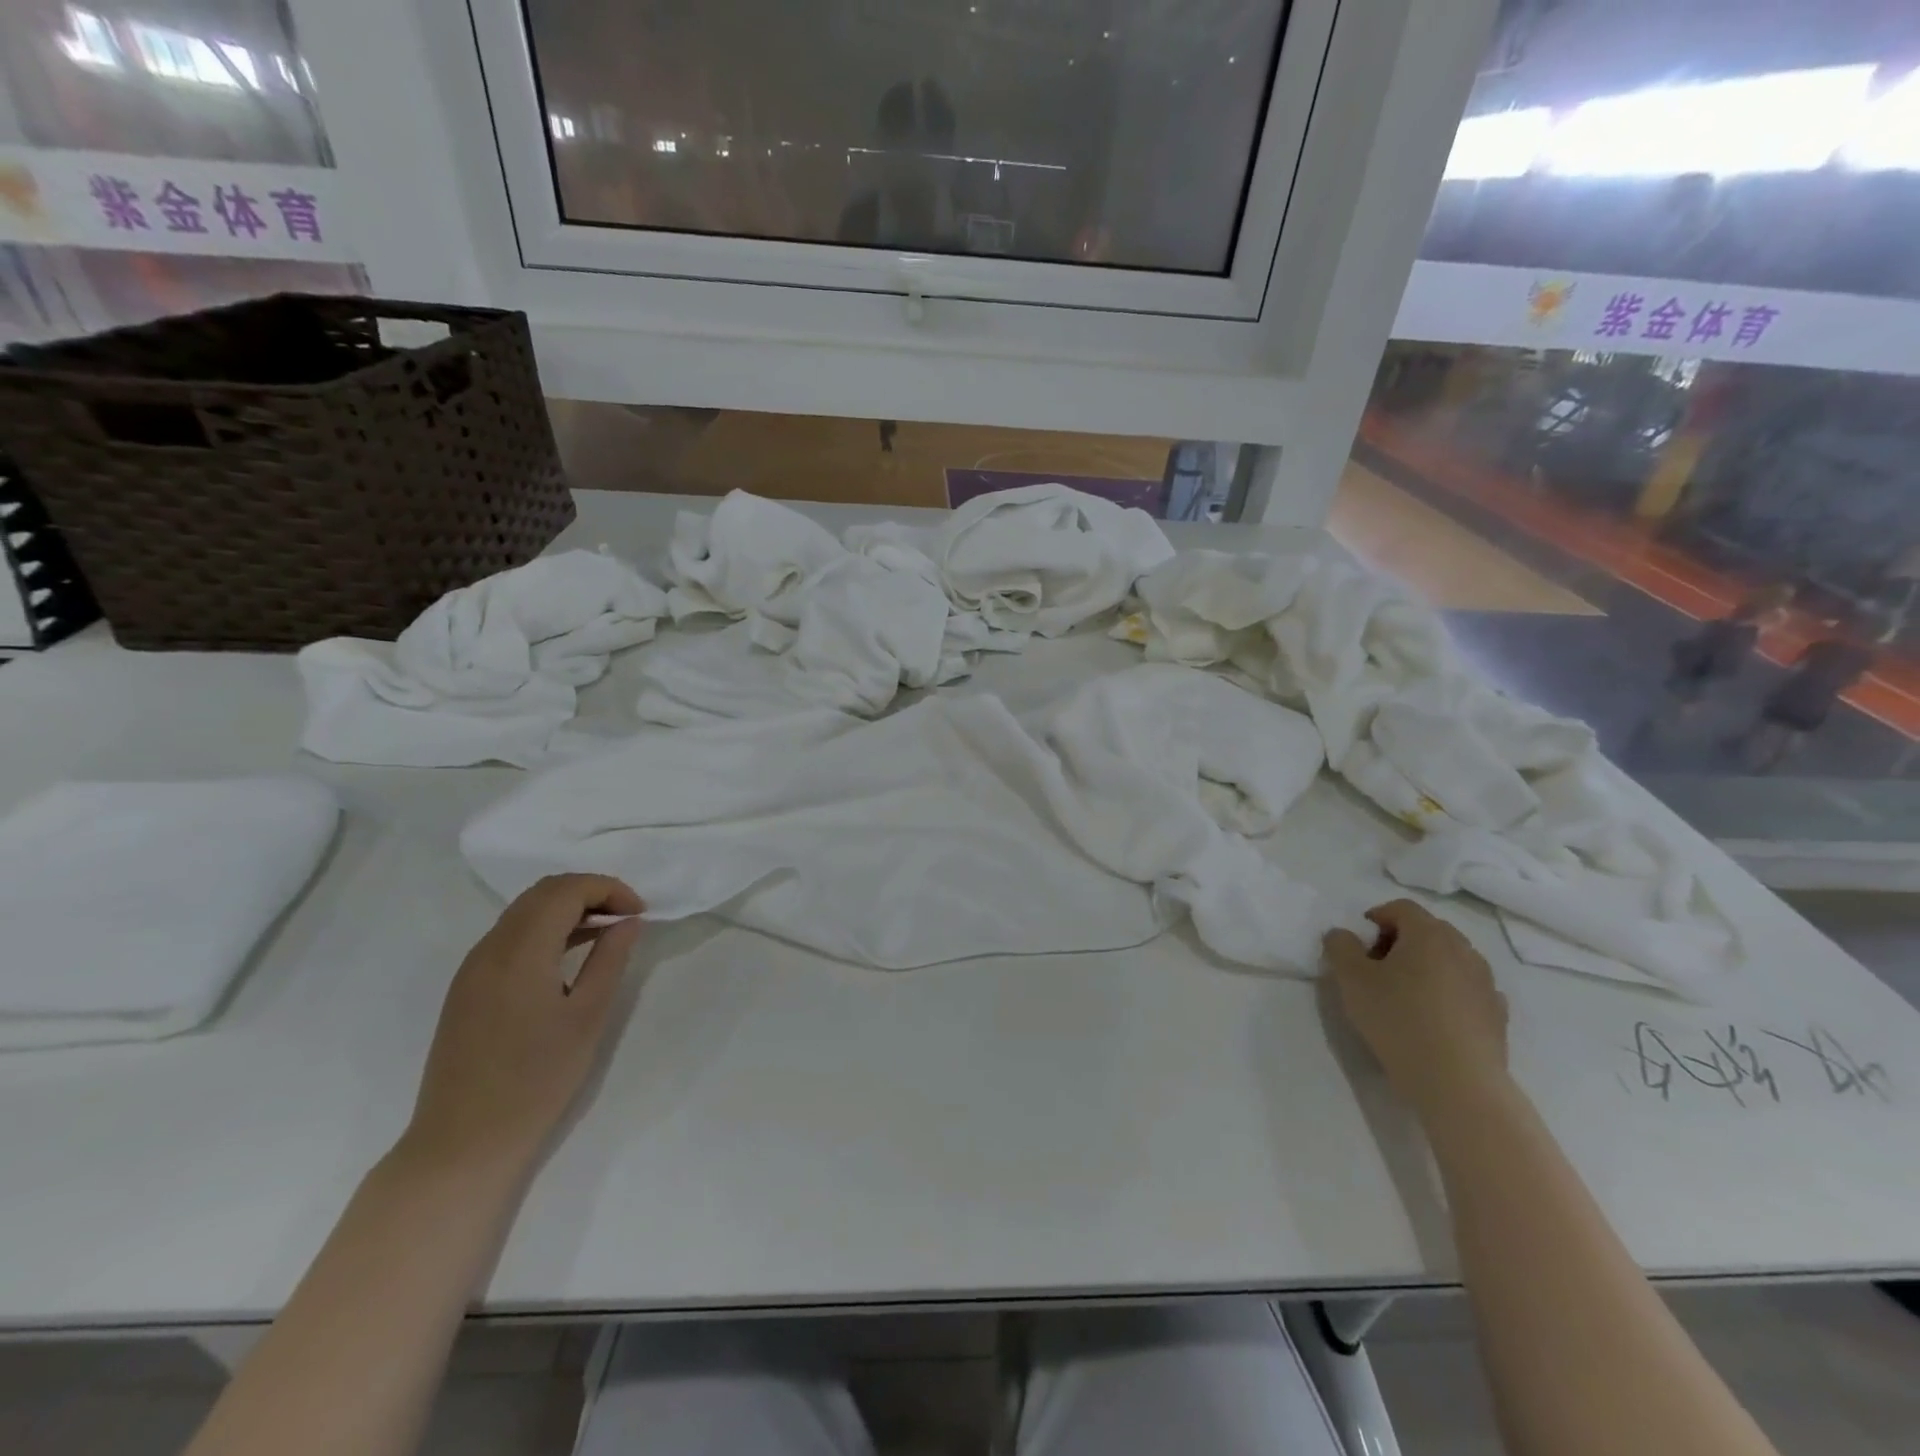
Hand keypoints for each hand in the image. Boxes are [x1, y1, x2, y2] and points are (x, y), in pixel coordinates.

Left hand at [401, 875, 643, 1176]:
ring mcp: (472, 968)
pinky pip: (509, 937)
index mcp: (520, 951)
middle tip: (626, 918)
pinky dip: (545, 930)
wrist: (464, 1142)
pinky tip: (568, 957)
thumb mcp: (588, 1017)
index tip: (640, 913)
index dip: (609, 889)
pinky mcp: (466, 989)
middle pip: (542, 893)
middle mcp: (490, 948)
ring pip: (524, 912)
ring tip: (605, 934)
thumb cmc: (536, 1080)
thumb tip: (628, 922)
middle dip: (589, 893)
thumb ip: (610, 960)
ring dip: (567, 910)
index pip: (566, 890)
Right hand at [1324, 899, 1508, 1110]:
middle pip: (1428, 930)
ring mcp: (1485, 982)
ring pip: (1450, 960)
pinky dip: (1448, 992)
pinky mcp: (1497, 1014)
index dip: (1376, 918)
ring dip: (1426, 967)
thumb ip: (1340, 946)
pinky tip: (1432, 1017)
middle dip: (1400, 941)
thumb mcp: (1351, 979)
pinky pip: (1467, 989)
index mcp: (1428, 934)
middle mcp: (1463, 950)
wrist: (1457, 1082)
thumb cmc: (1398, 1020)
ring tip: (1404, 995)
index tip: (1359, 944)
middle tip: (1376, 968)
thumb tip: (1344, 934)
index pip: (1401, 908)